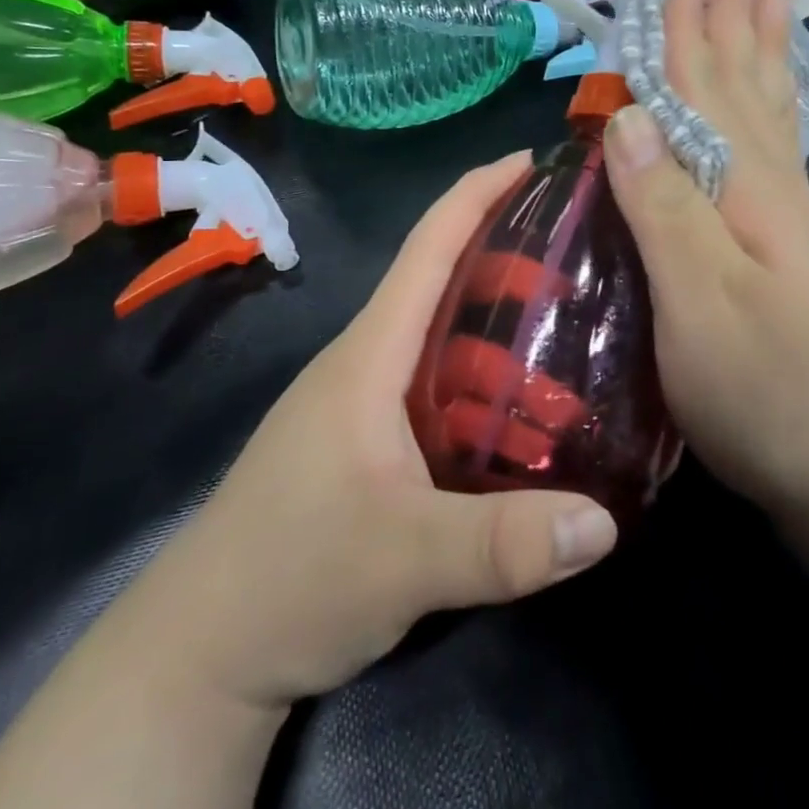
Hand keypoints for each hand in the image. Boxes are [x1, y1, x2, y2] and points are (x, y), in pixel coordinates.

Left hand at [157, 154, 618, 712]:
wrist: (202, 648)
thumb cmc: (291, 578)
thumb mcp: (405, 561)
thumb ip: (503, 543)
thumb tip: (606, 524)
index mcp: (370, 353)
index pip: (428, 246)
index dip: (477, 192)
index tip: (531, 160)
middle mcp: (366, 359)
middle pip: (440, 277)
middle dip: (505, 245)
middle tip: (581, 244)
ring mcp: (362, 399)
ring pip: (439, 330)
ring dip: (495, 308)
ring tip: (570, 310)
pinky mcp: (366, 437)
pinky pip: (435, 376)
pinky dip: (482, 365)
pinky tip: (523, 395)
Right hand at [603, 0, 808, 513]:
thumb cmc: (767, 389)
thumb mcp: (699, 302)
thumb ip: (665, 208)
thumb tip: (629, 116)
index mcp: (746, 189)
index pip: (706, 90)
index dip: (689, 32)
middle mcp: (773, 187)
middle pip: (745, 86)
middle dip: (733, 20)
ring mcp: (788, 218)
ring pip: (769, 112)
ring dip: (760, 52)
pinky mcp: (788, 249)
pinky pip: (775, 150)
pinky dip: (770, 109)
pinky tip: (769, 107)